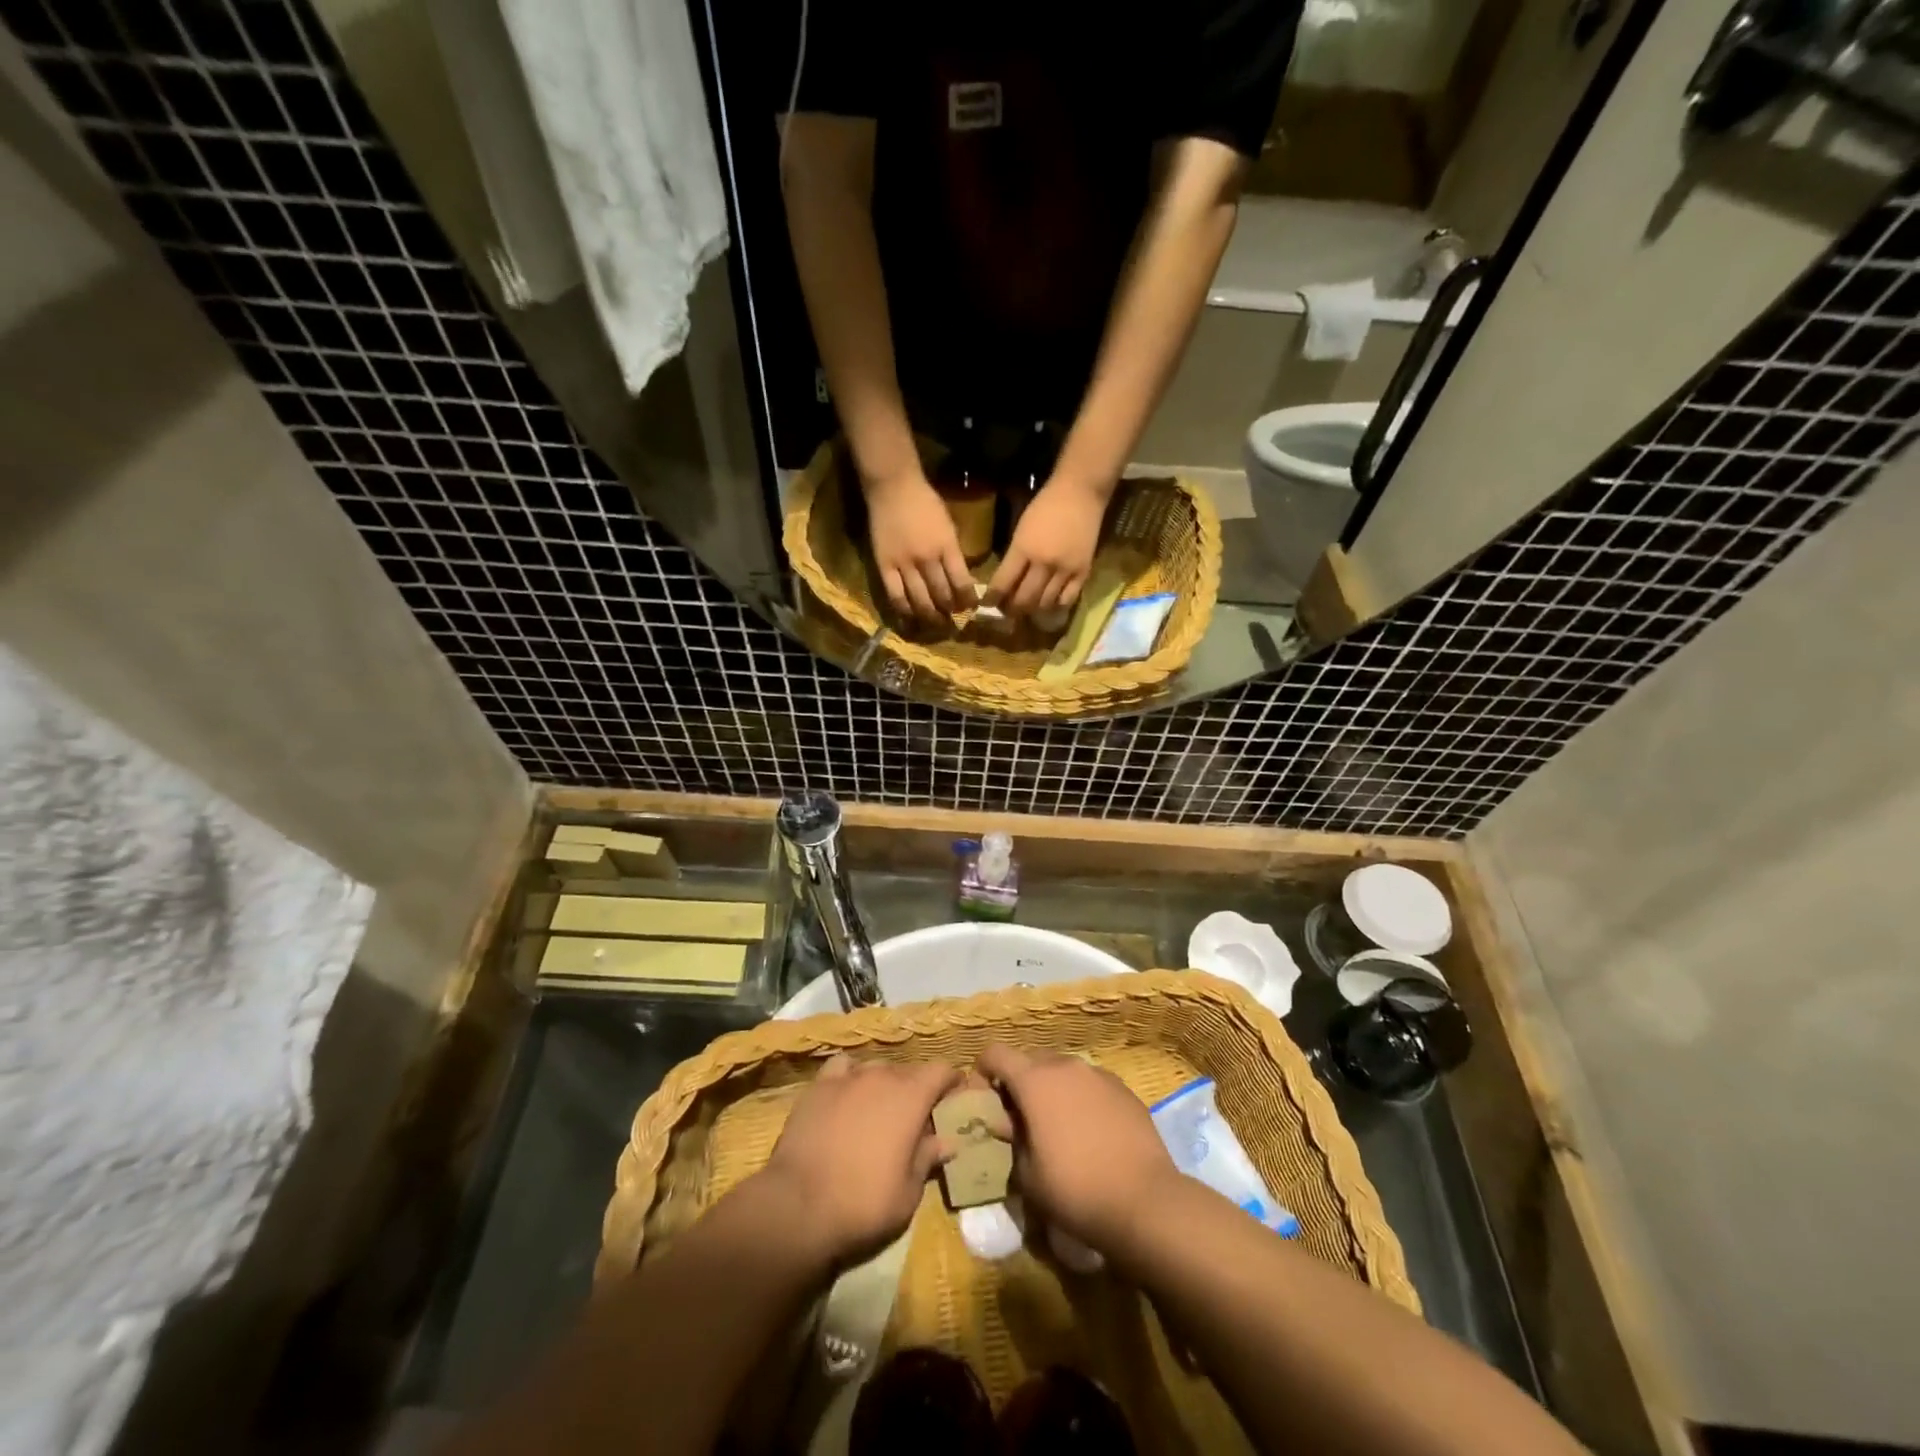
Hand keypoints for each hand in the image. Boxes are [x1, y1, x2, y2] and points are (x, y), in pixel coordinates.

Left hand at [761, 1054, 962, 1270]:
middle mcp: (882, 1075)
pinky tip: (847, 1094)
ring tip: (880, 1109)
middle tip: (915, 1118)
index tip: (953, 1100)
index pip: (942, 1070)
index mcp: (911, 1096)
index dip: (951, 1082)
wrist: (798, 1205)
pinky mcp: (818, 1086)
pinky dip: (851, 1076)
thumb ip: (928, 1158)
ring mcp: (848, 1077)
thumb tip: (947, 1141)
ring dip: (885, 1084)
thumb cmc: (863, 1202)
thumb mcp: (908, 1192)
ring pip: (877, 1068)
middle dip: (917, 1089)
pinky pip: (843, 1068)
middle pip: (909, 1070)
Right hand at [865, 471, 974, 624]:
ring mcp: (905, 564)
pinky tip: (911, 619)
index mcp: (947, 546)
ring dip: (930, 617)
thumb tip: (961, 579)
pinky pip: (896, 596)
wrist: (893, 486)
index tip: (970, 608)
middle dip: (950, 612)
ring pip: (920, 601)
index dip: (968, 600)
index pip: (962, 583)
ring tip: (936, 624)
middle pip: (942, 595)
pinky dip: (905, 611)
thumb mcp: (948, 525)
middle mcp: (928, 559)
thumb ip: (953, 552)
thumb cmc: (925, 502)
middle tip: (954, 621)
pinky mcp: (885, 566)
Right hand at [977, 1043, 1177, 1255]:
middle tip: (1020, 1117)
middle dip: (1020, 1080)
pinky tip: (1090, 1132)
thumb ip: (1012, 1138)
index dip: (983, 1070)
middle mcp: (1066, 1066)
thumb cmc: (1075, 1189)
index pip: (996, 1053)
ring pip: (1064, 1069)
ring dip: (1052, 1088)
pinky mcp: (1124, 1089)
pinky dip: (1081, 1098)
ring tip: (1057, 1125)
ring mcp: (1098, 1074)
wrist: (1145, 1201)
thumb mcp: (1027, 1174)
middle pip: (1031, 1058)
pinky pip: (1090, 1084)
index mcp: (1035, 1080)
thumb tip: (1010, 1123)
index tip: (985, 1098)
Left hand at [985, 476, 1108, 619]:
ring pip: (1044, 604)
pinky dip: (1055, 605)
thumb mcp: (1021, 530)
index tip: (987, 605)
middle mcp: (1043, 563)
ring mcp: (1065, 570)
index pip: (1002, 584)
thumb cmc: (1045, 506)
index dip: (992, 599)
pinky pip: (1067, 600)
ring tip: (1026, 608)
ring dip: (1032, 610)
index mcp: (1023, 549)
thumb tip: (1004, 583)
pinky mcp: (1083, 572)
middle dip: (1011, 609)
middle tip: (1007, 610)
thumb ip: (1014, 557)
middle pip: (1023, 600)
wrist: (1080, 493)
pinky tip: (1049, 602)